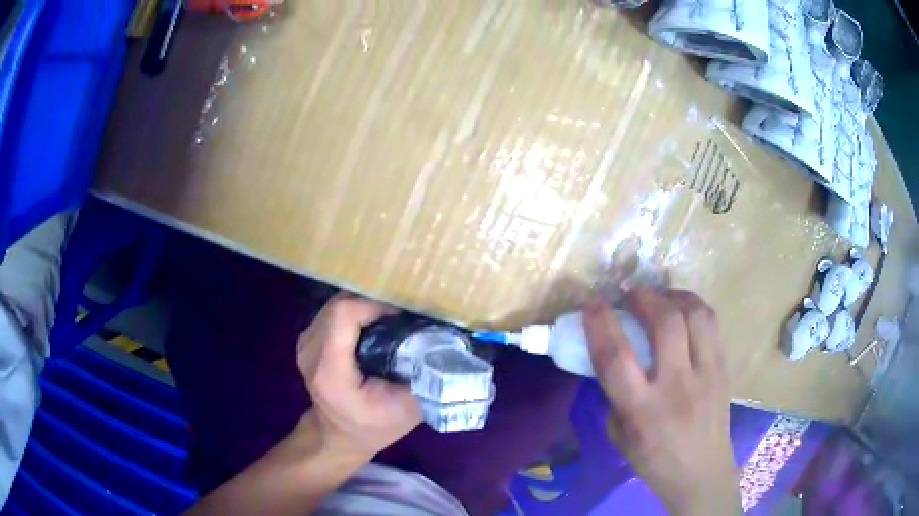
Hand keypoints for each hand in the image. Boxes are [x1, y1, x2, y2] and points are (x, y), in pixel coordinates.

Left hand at [296, 294, 421, 461]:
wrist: (339, 436)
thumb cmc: (375, 427)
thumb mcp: (408, 410)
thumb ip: (423, 375)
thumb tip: (442, 339)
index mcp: (330, 372)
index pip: (343, 315)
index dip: (375, 304)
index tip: (404, 314)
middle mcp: (311, 352)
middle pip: (340, 305)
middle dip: (374, 302)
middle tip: (404, 313)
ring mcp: (306, 343)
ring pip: (337, 304)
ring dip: (366, 306)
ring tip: (393, 318)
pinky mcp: (309, 339)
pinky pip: (334, 312)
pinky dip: (357, 312)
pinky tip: (376, 325)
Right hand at [584, 288, 738, 514]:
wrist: (701, 472)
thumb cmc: (653, 460)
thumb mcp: (619, 435)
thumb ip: (613, 394)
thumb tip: (609, 355)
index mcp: (642, 410)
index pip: (616, 358)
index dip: (600, 324)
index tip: (592, 304)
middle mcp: (677, 386)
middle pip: (665, 323)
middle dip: (644, 297)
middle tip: (631, 294)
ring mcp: (706, 374)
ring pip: (696, 315)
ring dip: (673, 296)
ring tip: (660, 297)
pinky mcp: (724, 367)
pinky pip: (712, 324)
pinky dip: (693, 307)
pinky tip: (682, 310)